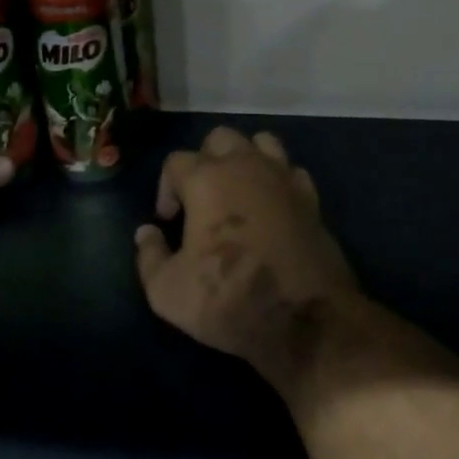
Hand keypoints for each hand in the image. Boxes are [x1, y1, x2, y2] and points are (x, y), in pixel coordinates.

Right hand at [135, 126, 360, 393]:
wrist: (304, 319)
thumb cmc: (229, 298)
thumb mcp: (168, 292)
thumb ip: (149, 256)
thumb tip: (147, 232)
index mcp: (206, 179)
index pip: (176, 161)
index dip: (165, 188)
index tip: (168, 221)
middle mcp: (245, 165)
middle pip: (220, 139)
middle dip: (205, 161)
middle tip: (201, 199)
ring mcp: (283, 177)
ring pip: (261, 142)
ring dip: (245, 159)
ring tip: (238, 192)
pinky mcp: (311, 197)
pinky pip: (290, 170)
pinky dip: (278, 180)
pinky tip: (273, 206)